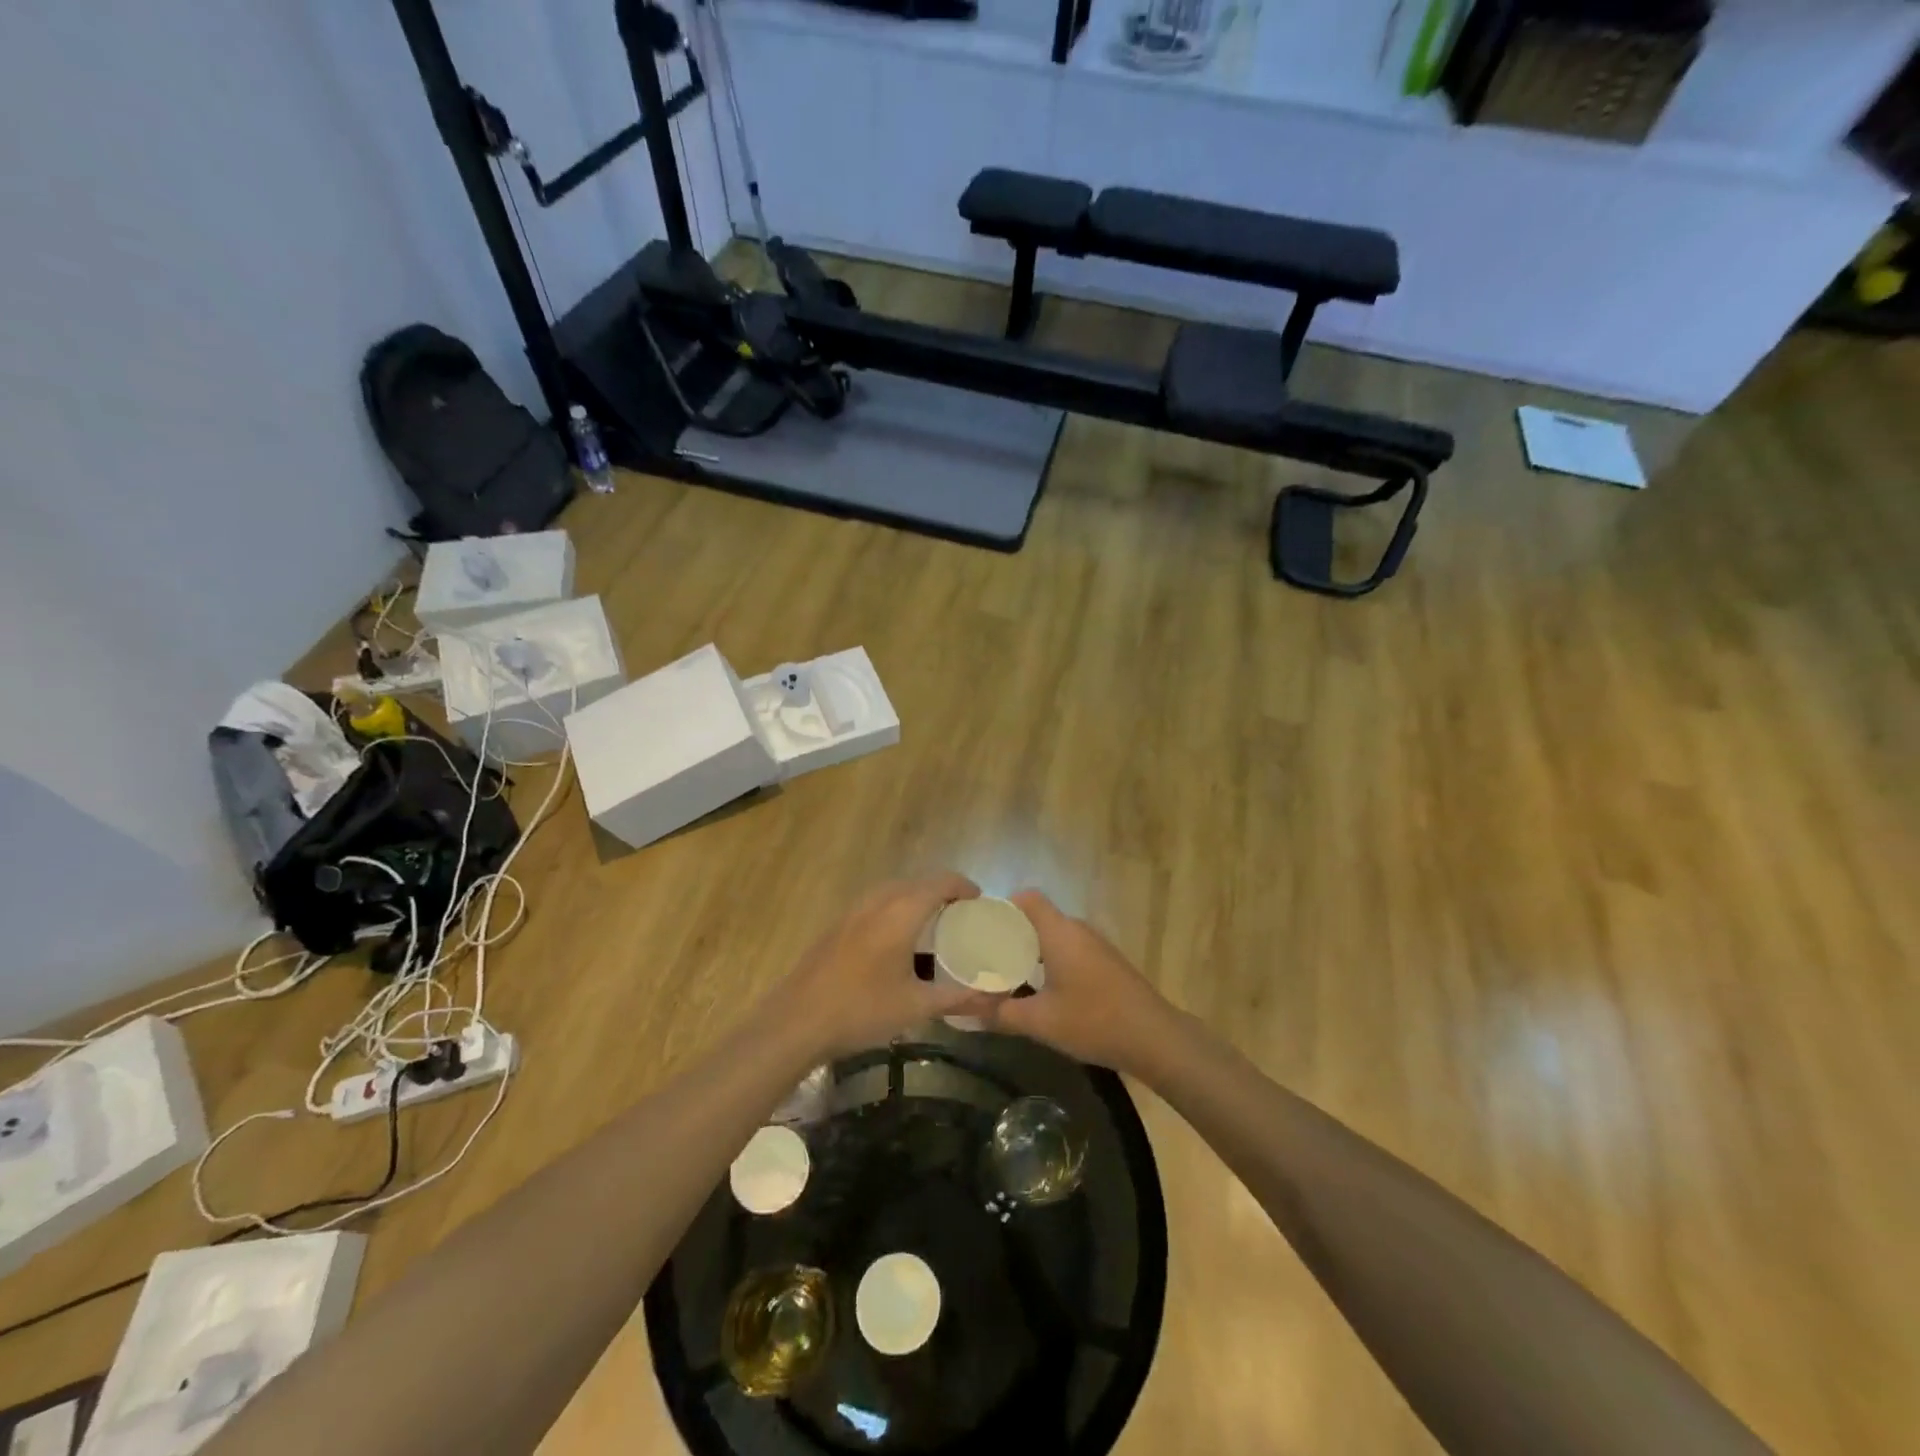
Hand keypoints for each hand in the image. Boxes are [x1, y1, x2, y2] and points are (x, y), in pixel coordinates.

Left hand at [776, 873, 994, 1056]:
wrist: (796, 1021)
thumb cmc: (861, 1010)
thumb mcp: (916, 1007)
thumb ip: (958, 998)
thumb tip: (993, 998)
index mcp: (901, 912)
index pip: (941, 882)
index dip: (963, 886)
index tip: (980, 901)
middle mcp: (878, 901)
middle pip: (917, 882)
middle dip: (942, 892)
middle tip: (961, 916)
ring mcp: (853, 911)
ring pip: (893, 891)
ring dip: (916, 898)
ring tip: (932, 925)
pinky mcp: (837, 925)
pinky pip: (876, 903)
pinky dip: (895, 908)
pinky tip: (896, 941)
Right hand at [986, 891, 1174, 1073]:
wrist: (1155, 1038)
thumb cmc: (1093, 1020)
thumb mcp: (1040, 1022)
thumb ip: (1000, 1013)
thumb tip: (966, 1011)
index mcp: (1059, 932)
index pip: (1027, 898)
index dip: (1002, 907)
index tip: (981, 927)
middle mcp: (1078, 930)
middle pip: (1038, 917)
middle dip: (1011, 933)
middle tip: (986, 955)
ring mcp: (1096, 945)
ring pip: (1055, 935)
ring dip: (1032, 949)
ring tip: (1007, 972)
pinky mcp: (1107, 962)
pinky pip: (1070, 949)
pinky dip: (1051, 960)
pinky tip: (1042, 988)